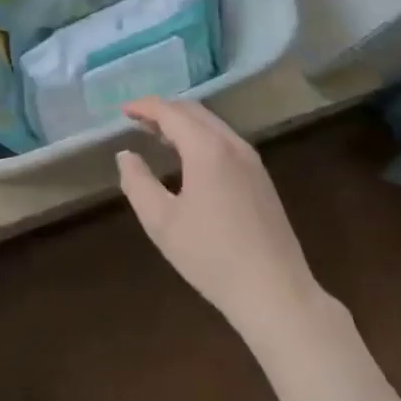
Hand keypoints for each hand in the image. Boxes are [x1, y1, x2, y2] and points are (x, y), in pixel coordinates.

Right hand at [117, 97, 335, 345]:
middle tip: (138, 122)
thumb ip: (137, 182)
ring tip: (159, 137)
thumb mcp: (161, 222)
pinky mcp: (262, 179)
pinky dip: (201, 138)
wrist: (276, 294)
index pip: (170, 112)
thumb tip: (125, 155)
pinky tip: (191, 160)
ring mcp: (252, 161)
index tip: (123, 111)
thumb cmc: (212, 257)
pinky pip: (225, 142)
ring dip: (184, 124)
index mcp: (207, 148)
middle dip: (164, 111)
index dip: (144, 107)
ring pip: (212, 126)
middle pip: (194, 112)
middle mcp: (232, 144)